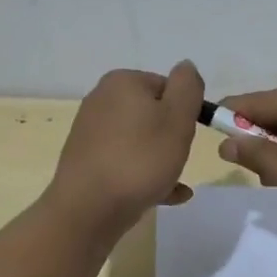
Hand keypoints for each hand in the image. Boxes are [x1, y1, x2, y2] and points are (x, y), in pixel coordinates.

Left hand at [47, 61, 204, 236]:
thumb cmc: (140, 159)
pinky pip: (126, 163)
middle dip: (172, 137)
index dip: (185, 111)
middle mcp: (102, 100)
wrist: (89, 209)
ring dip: (162, 160)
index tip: (188, 135)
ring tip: (174, 183)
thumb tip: (185, 67)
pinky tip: (166, 196)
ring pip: (141, 141)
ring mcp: (91, 132)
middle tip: (179, 159)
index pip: (168, 86)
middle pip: (153, 114)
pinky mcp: (87, 161)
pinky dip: (146, 176)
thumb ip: (188, 87)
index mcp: (122, 82)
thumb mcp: (178, 117)